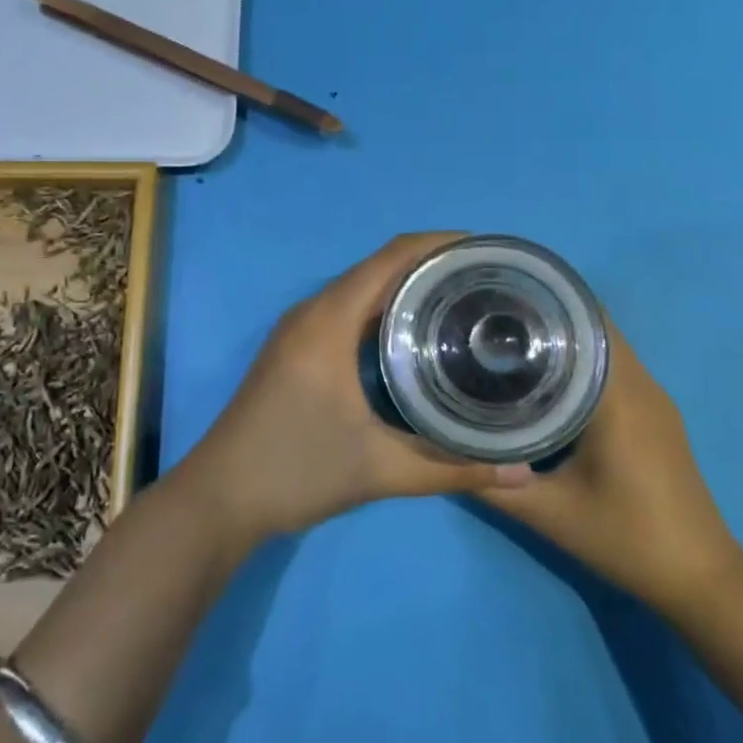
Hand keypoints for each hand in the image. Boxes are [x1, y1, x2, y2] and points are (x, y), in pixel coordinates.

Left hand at [180, 233, 533, 541]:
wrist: (220, 497)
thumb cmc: (297, 471)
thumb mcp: (380, 471)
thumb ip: (453, 470)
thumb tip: (522, 475)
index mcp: (329, 321)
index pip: (390, 258)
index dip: (437, 244)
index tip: (482, 249)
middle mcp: (312, 312)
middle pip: (377, 267)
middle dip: (428, 264)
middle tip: (482, 280)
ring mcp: (297, 329)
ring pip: (358, 288)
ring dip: (403, 285)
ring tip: (456, 300)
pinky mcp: (292, 348)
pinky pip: (343, 308)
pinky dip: (380, 307)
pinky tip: (409, 334)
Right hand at [477, 321, 741, 613]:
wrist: (699, 577)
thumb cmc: (625, 538)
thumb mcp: (549, 513)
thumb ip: (491, 482)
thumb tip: (442, 450)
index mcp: (619, 395)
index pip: (586, 321)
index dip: (544, 304)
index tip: (499, 300)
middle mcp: (642, 385)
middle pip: (595, 327)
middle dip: (547, 317)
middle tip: (492, 322)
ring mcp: (654, 399)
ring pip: (607, 347)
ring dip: (566, 338)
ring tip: (511, 342)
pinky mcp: (656, 415)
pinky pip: (616, 369)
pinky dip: (584, 361)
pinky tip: (548, 380)